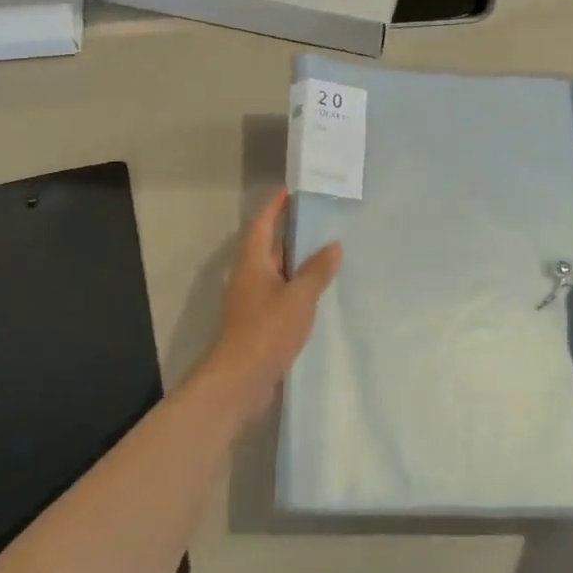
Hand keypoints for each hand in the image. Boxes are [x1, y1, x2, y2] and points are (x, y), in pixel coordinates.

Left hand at [197, 189, 340, 424]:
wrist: (239, 381)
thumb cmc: (266, 330)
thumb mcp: (299, 297)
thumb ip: (317, 270)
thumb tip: (333, 245)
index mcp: (253, 262)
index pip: (263, 223)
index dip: (276, 205)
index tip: (295, 191)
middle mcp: (249, 276)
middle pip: (270, 245)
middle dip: (293, 232)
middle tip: (325, 219)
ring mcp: (253, 300)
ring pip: (278, 271)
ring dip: (299, 261)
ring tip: (330, 251)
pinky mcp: (259, 321)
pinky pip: (281, 293)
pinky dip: (299, 287)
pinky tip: (321, 291)